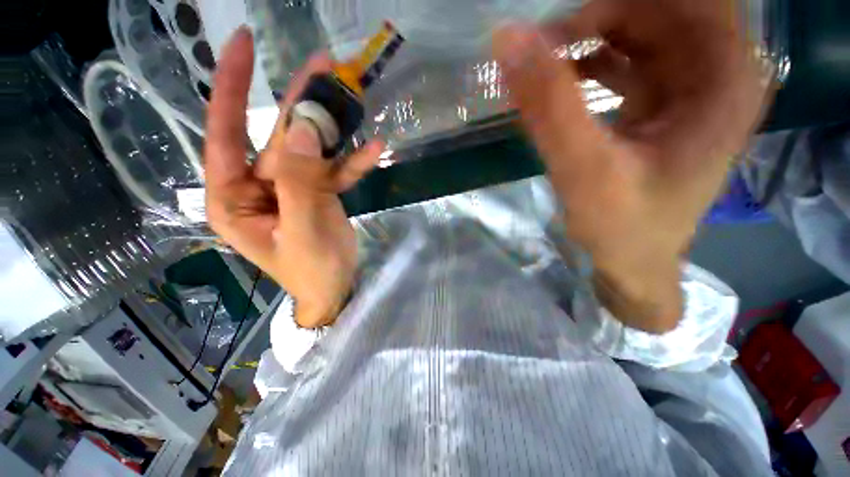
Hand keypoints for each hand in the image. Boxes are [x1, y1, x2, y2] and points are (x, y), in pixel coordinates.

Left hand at [204, 27, 382, 327]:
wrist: (336, 289)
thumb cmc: (312, 271)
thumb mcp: (303, 230)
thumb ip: (301, 182)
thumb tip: (304, 130)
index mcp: (234, 199)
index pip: (224, 135)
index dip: (231, 88)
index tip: (243, 44)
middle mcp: (258, 187)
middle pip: (278, 138)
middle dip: (301, 104)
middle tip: (323, 64)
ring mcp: (292, 189)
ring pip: (310, 151)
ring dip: (332, 128)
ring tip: (352, 95)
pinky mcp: (318, 194)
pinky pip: (334, 172)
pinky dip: (352, 162)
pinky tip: (373, 150)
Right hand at [493, 0, 768, 331]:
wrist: (634, 263)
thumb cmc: (621, 228)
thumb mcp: (583, 170)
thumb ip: (549, 106)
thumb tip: (507, 39)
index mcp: (726, 76)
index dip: (620, 1)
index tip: (567, 26)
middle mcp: (720, 70)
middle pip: (661, 6)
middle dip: (600, 15)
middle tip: (545, 45)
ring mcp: (693, 86)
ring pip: (642, 29)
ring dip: (590, 37)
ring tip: (544, 64)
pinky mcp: (664, 103)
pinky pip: (630, 59)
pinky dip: (591, 62)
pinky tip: (560, 81)